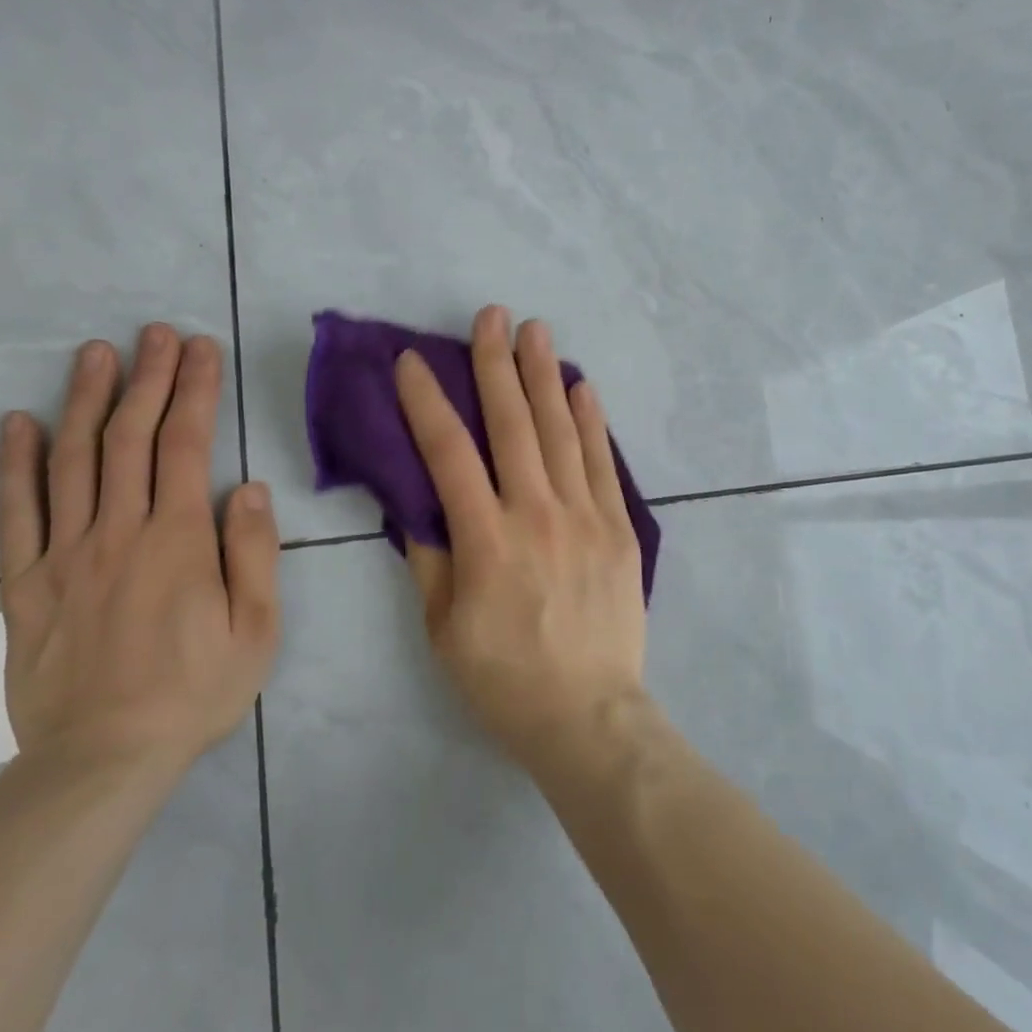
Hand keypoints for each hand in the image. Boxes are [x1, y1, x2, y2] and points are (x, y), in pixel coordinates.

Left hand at [0, 324, 280, 775]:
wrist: (102, 761)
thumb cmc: (196, 691)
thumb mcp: (257, 629)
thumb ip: (253, 552)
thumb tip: (249, 486)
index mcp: (177, 540)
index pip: (186, 445)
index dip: (194, 391)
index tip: (201, 349)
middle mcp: (118, 532)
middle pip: (129, 438)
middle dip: (147, 378)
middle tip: (155, 333)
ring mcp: (64, 556)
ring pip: (71, 462)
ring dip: (84, 401)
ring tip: (95, 354)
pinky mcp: (26, 586)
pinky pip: (15, 515)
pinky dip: (13, 466)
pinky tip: (16, 425)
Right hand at [395, 305, 648, 773]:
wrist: (589, 716)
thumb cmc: (505, 680)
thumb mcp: (444, 630)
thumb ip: (429, 559)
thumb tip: (415, 503)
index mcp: (487, 540)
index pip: (449, 453)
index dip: (427, 402)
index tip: (413, 361)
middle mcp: (537, 513)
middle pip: (513, 424)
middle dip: (497, 364)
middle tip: (491, 315)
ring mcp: (585, 516)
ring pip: (562, 431)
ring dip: (546, 376)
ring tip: (537, 331)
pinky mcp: (618, 528)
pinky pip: (603, 463)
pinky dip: (593, 421)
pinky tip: (583, 387)